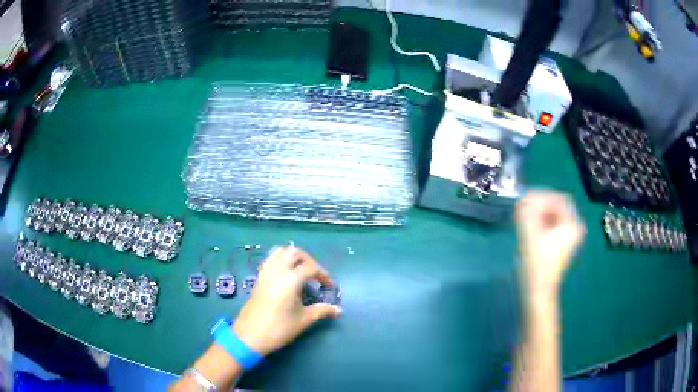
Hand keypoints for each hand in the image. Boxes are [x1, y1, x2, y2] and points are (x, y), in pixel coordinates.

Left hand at [232, 246, 341, 355]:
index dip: (323, 274)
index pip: (311, 267)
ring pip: (280, 252)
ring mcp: (265, 272)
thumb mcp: (303, 320)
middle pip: (294, 252)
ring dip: (293, 257)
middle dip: (308, 260)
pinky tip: (286, 276)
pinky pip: (270, 260)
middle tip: (315, 275)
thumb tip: (338, 309)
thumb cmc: (279, 328)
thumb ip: (322, 311)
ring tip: (302, 272)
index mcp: (290, 279)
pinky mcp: (258, 277)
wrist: (250, 335)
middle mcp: (277, 270)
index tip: (329, 286)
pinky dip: (281, 261)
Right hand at [515, 191, 584, 297]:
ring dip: (539, 214)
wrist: (539, 290)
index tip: (525, 201)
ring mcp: (569, 236)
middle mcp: (574, 227)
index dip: (541, 196)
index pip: (558, 198)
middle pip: (556, 206)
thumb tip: (525, 196)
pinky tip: (531, 230)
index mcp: (572, 223)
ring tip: (525, 221)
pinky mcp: (562, 243)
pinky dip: (542, 223)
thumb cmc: (537, 263)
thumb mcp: (530, 233)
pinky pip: (553, 224)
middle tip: (523, 210)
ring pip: (553, 215)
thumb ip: (528, 211)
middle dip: (539, 205)